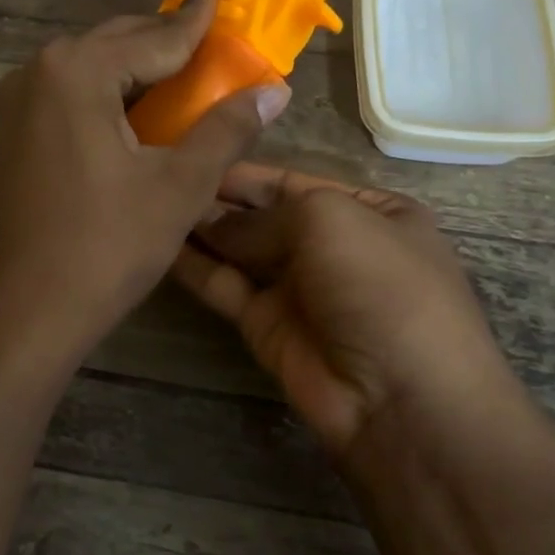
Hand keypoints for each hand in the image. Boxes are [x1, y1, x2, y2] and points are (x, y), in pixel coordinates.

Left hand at [0, 0, 290, 361]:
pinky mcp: (15, 134)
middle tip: (213, 39)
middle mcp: (39, 72)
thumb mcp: (179, 186)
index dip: (196, 20)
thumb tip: (275, 90)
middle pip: (117, 44)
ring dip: (137, 69)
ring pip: (93, 69)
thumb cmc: (105, 247)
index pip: (154, 37)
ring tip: (186, 73)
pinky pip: (71, 95)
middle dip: (166, 41)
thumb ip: (226, 129)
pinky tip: (139, 112)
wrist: (25, 312)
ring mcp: (19, 104)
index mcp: (76, 70)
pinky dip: (110, 95)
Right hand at [172, 163, 522, 457]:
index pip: (296, 181)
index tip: (196, 153)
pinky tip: (160, 243)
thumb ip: (261, 216)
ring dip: (202, 229)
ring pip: (241, 250)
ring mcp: (299, 288)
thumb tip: (210, 222)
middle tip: (164, 177)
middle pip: (265, 214)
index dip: (247, 171)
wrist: (400, 400)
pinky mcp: (267, 325)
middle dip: (220, 198)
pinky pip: (226, 286)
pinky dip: (195, 266)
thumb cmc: (379, 284)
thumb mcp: (328, 220)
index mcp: (370, 212)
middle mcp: (334, 246)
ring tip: (153, 203)